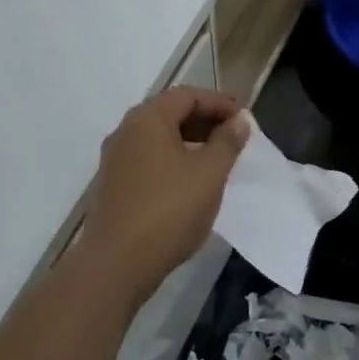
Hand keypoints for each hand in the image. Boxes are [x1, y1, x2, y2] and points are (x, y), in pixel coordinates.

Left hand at [79, 88, 250, 300]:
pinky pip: (149, 159)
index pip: (187, 95)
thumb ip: (227, 142)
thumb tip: (240, 120)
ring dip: (190, 141)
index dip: (218, 103)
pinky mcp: (114, 185)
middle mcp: (126, 131)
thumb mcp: (209, 174)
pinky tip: (191, 181)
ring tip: (218, 159)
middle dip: (205, 120)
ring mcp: (116, 159)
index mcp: (147, 119)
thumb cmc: (168, 210)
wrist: (116, 264)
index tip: (244, 118)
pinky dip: (173, 159)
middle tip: (234, 136)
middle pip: (170, 113)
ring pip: (158, 137)